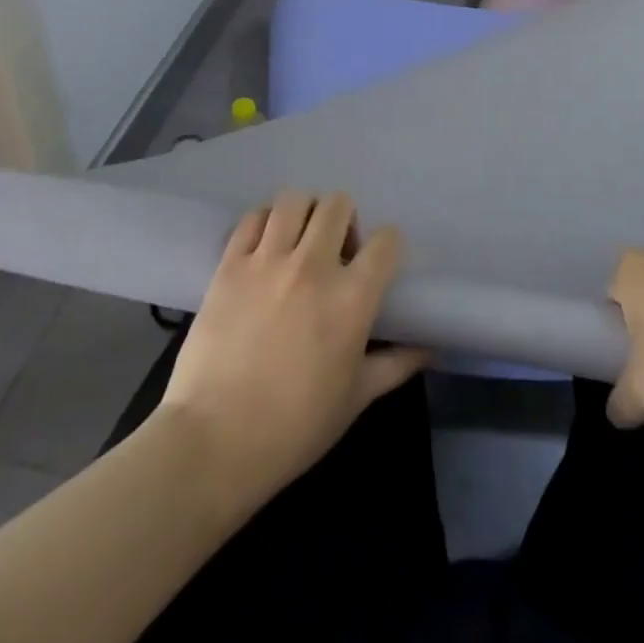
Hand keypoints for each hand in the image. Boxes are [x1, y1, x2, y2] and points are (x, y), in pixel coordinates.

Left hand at [155, 190, 425, 502]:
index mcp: (352, 298)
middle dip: (344, 221)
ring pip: (295, 200)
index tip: (377, 264)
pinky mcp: (230, 264)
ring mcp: (267, 260)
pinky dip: (264, 223)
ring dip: (305, 214)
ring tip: (299, 241)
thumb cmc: (294, 428)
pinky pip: (253, 218)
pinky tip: (265, 248)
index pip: (387, 240)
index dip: (387, 247)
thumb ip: (395, 365)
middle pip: (338, 205)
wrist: (214, 442)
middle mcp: (313, 266)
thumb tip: (429, 350)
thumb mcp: (355, 399)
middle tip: (336, 253)